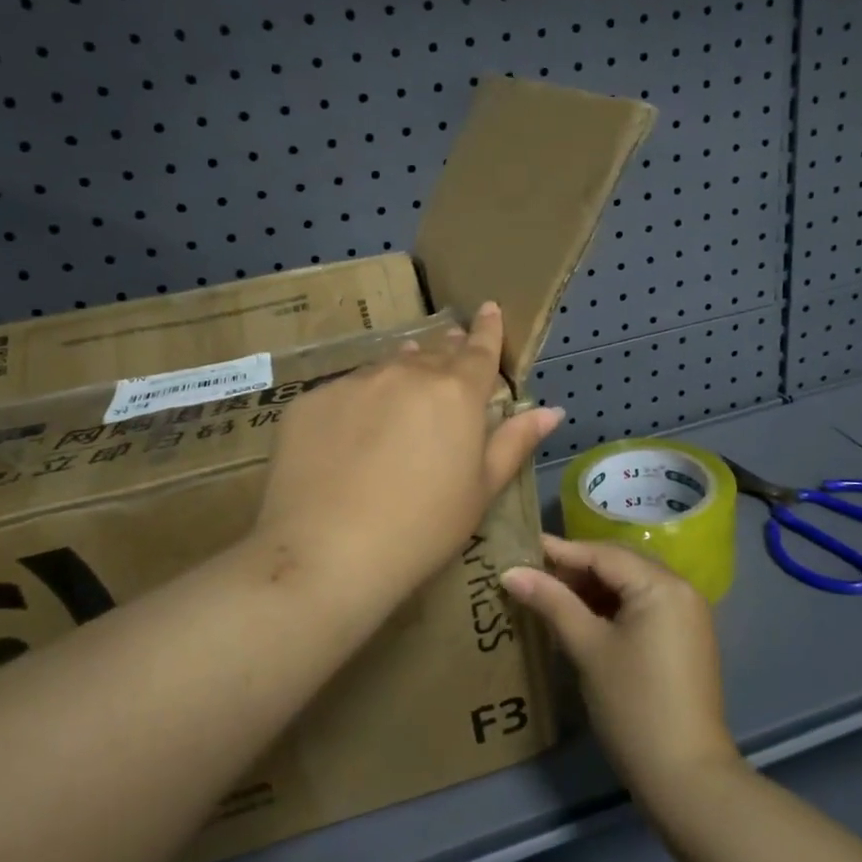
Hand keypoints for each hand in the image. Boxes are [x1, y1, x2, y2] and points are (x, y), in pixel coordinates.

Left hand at [256, 302, 561, 608]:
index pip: (479, 349)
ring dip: (402, 372)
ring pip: (386, 367)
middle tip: (450, 349)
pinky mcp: (311, 401)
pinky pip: (344, 391)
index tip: (488, 309)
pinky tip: (351, 434)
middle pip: (433, 353)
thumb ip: (514, 443)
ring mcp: (353, 383)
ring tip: (404, 387)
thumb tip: (551, 410)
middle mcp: (405, 374)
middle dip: (446, 349)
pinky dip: (357, 402)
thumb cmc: (422, 528)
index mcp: (455, 393)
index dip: (487, 329)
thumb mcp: (480, 491)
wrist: (327, 553)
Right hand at [501, 535, 740, 801]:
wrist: (686, 777)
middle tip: (533, 575)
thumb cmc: (633, 705)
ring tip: (551, 596)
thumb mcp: (588, 648)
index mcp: (661, 585)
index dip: (560, 552)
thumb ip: (552, 602)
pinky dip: (613, 607)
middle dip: (576, 568)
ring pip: (631, 585)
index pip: (603, 554)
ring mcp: (687, 614)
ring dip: (593, 589)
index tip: (521, 548)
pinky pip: (644, 606)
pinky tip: (583, 618)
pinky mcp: (685, 638)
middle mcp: (681, 589)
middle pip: (620, 564)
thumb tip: (511, 572)